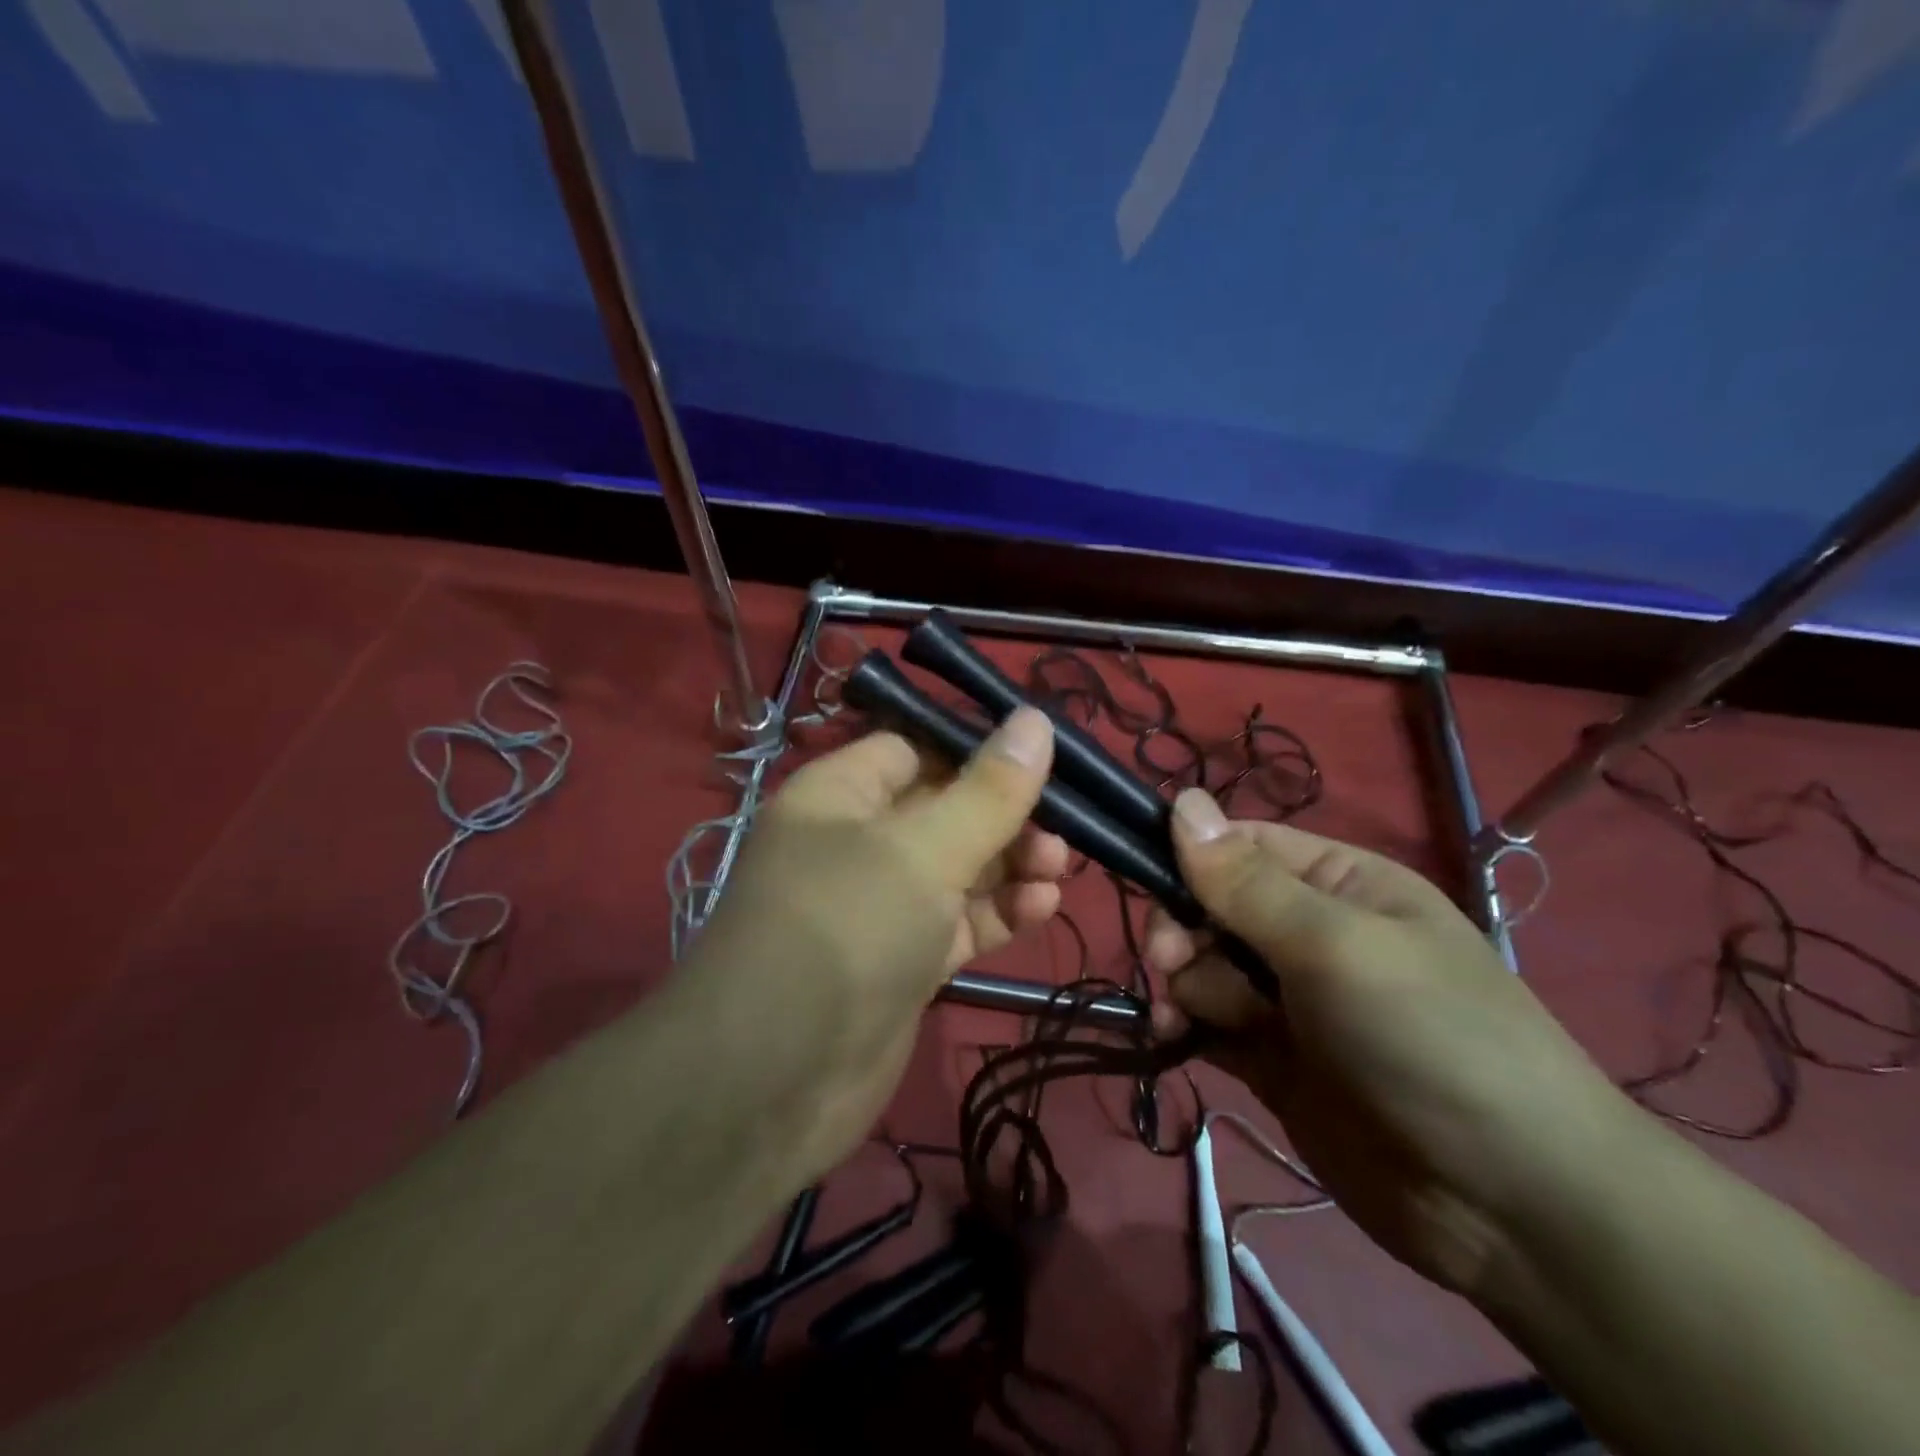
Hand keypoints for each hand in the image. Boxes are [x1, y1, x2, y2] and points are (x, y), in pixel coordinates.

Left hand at [684, 708, 1067, 1183]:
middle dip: (1005, 815)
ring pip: (957, 869)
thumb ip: (988, 790)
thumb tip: (1035, 719)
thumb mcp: (924, 849)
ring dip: (1010, 865)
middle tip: (1062, 831)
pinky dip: (998, 913)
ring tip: (1058, 869)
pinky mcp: (902, 961)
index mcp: (842, 794)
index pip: (915, 747)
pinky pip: (958, 922)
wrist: (775, 1080)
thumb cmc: (847, 927)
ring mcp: (880, 906)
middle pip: (945, 808)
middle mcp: (857, 842)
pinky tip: (1041, 907)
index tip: (1043, 758)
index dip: (977, 749)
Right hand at [1147, 790, 1630, 1294]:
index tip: (1154, 888)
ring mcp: (1287, 998)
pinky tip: (1171, 1038)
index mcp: (1337, 883)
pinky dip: (1181, 1024)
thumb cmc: (1428, 1039)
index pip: (1239, 846)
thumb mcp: (1335, 946)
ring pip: (1200, 965)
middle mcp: (1308, 932)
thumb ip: (1246, 883)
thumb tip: (1181, 799)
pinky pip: (1204, 1021)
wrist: (1510, 1206)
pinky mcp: (1270, 1057)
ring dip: (1182, 985)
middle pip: (1208, 906)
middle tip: (1174, 963)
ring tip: (1186, 1019)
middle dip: (1183, 932)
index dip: (1189, 859)